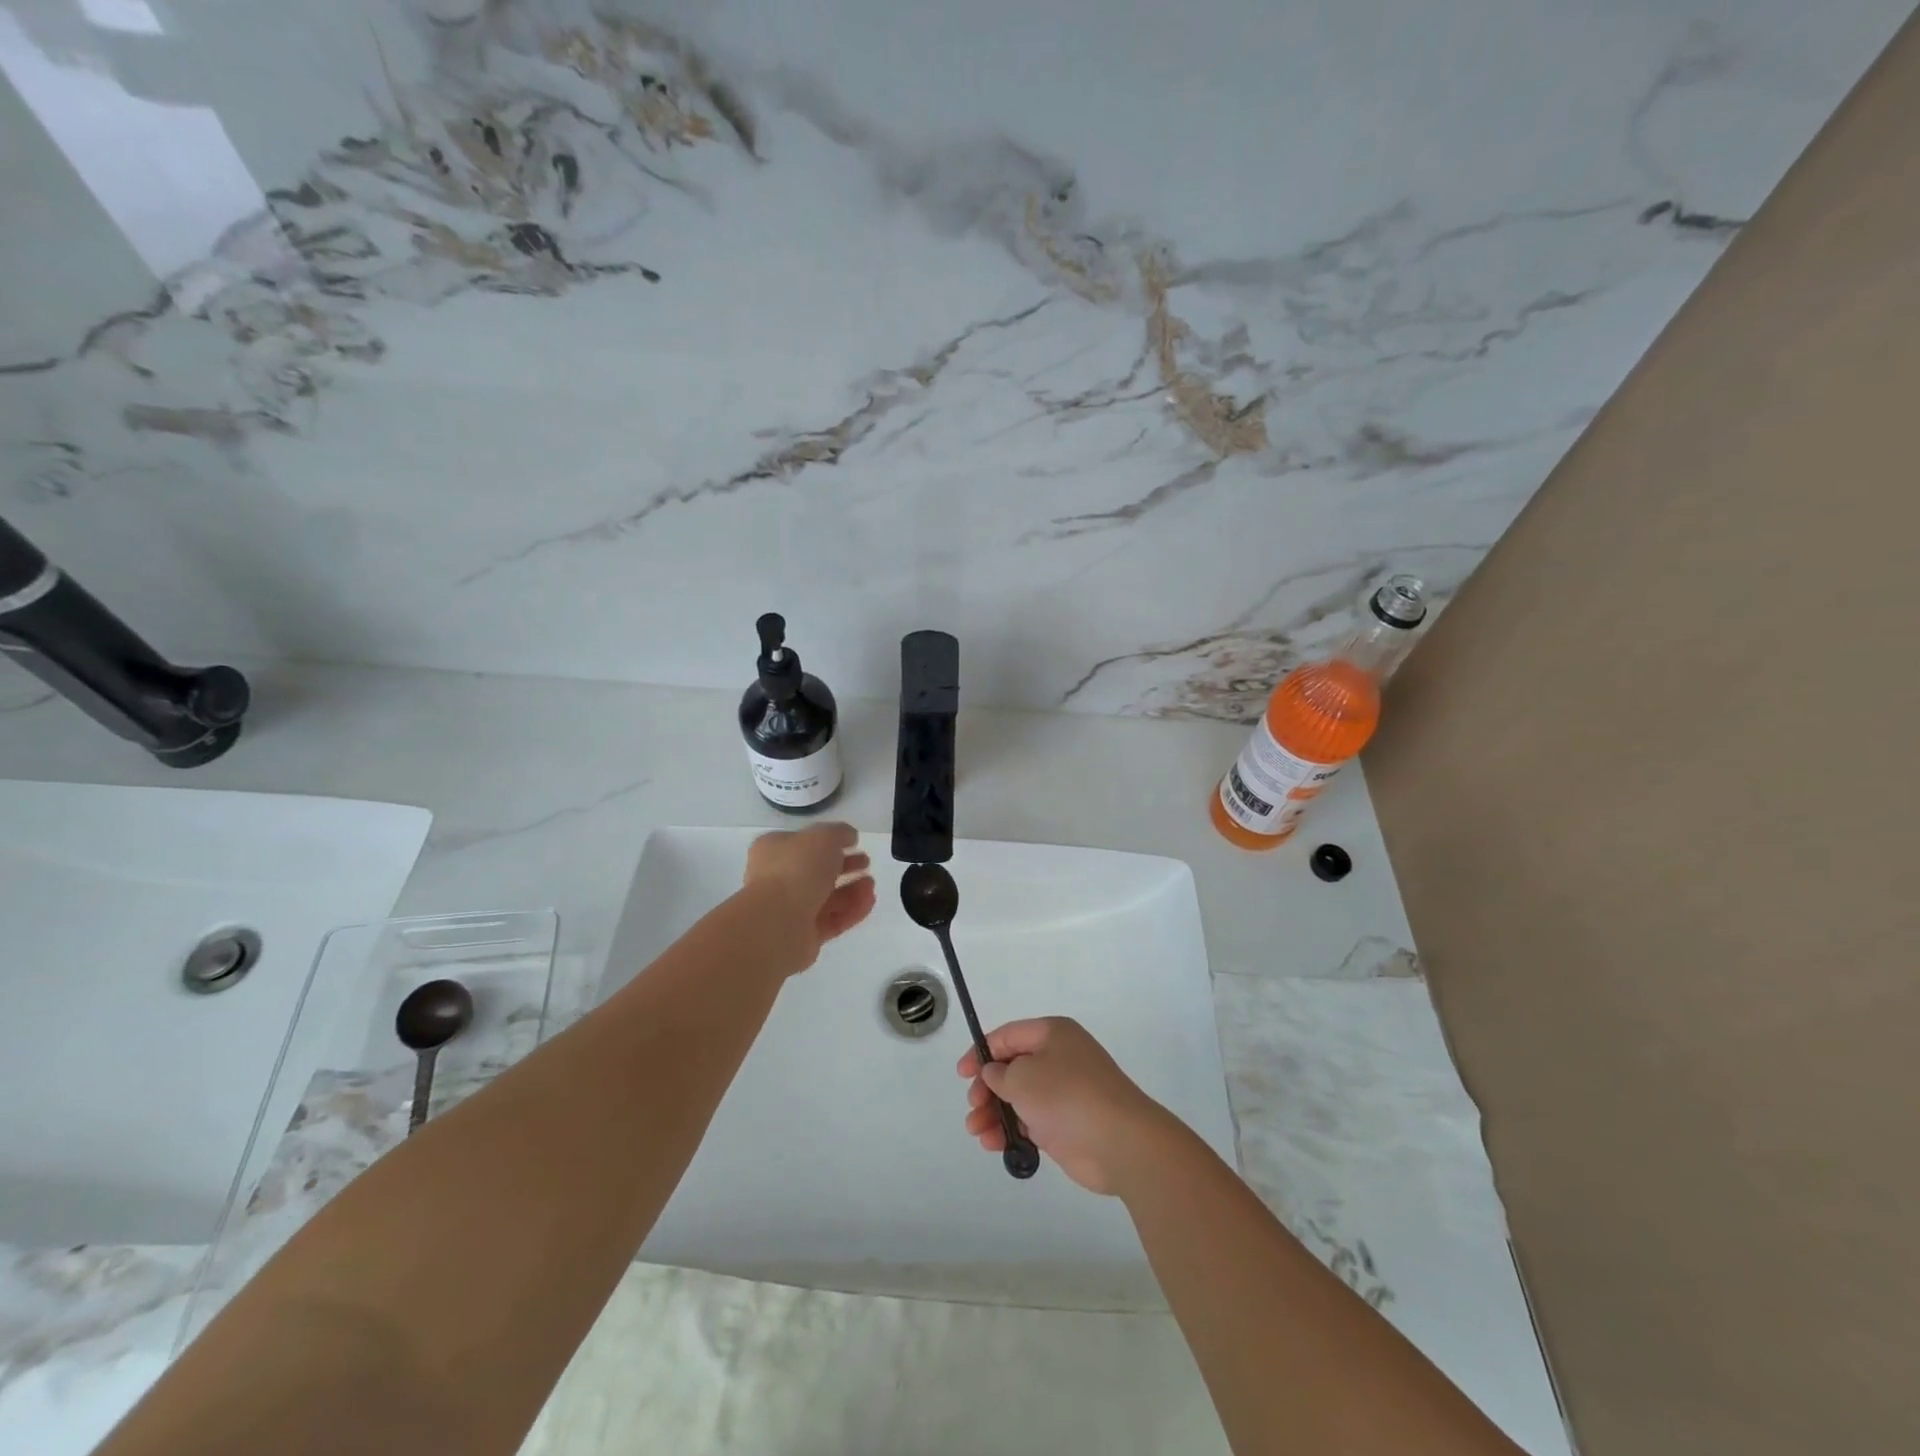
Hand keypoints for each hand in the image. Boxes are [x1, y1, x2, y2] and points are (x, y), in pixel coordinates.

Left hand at [742, 823, 874, 971]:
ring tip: (871, 885)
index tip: (854, 842)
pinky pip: (833, 920)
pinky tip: (869, 901)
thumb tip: (849, 837)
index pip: (803, 843)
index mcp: (774, 850)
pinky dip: (852, 910)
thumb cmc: (797, 869)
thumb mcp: (824, 836)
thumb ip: (840, 833)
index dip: (830, 841)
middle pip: (817, 871)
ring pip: (827, 897)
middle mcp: (778, 879)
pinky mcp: (804, 936)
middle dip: (845, 866)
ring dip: (852, 889)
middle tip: (866, 863)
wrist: (778, 922)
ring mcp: (790, 909)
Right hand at [958, 1017, 1176, 1195]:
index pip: (1008, 1036)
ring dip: (994, 1113)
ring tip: (979, 1134)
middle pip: (1012, 1069)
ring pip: (1019, 1098)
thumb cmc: (1067, 1096)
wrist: (1119, 1142)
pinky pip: (1031, 1122)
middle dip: (987, 1089)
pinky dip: (1012, 1131)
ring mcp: (1064, 1093)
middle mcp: (1058, 1058)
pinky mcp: (1066, 1125)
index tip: (962, 1074)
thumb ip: (999, 1073)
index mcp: (1052, 1034)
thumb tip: (994, 1073)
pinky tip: (995, 1145)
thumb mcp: (1022, 1077)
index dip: (982, 1052)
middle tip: (973, 1108)